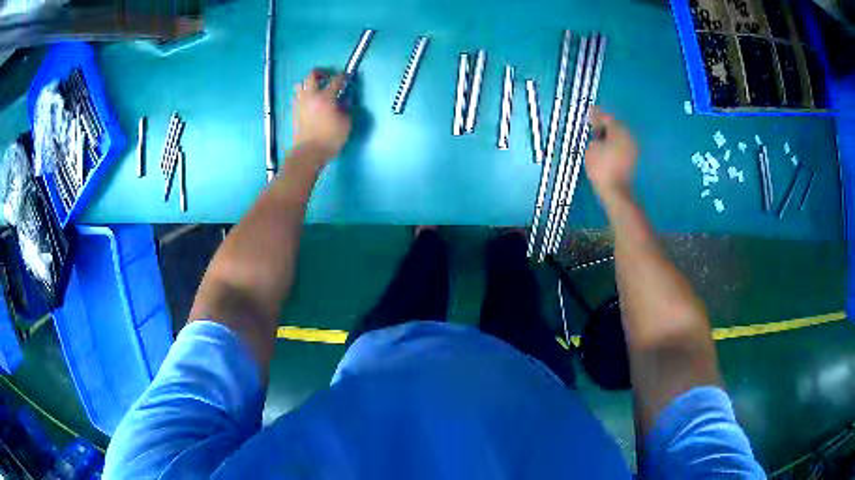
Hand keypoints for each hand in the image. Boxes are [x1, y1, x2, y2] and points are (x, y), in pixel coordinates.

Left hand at [292, 70, 352, 163]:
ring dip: (309, 83)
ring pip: (300, 84)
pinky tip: (309, 100)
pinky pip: (297, 96)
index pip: (336, 80)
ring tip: (316, 88)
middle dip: (321, 72)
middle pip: (312, 75)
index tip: (347, 75)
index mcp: (326, 97)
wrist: (308, 152)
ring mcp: (300, 103)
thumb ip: (346, 109)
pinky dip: (303, 94)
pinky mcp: (294, 111)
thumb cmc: (330, 138)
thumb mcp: (346, 124)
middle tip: (328, 77)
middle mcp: (311, 96)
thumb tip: (344, 101)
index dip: (343, 76)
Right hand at [584, 108, 637, 200]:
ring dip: (609, 136)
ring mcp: (633, 148)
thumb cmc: (601, 167)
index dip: (595, 116)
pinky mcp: (632, 160)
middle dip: (604, 126)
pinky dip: (613, 145)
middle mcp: (629, 136)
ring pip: (619, 137)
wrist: (615, 191)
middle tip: (592, 128)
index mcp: (619, 130)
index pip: (607, 118)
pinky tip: (605, 150)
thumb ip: (594, 137)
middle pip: (615, 126)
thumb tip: (598, 137)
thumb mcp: (591, 148)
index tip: (587, 117)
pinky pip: (621, 147)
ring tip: (598, 140)